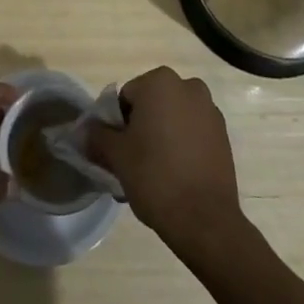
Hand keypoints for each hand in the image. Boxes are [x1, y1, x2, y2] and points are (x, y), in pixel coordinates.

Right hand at [87, 67, 242, 254]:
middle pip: (151, 105)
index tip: (118, 151)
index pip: (126, 97)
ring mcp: (210, 111)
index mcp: (160, 82)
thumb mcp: (116, 156)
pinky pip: (192, 133)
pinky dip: (182, 146)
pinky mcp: (224, 136)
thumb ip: (96, 136)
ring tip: (155, 173)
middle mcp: (188, 87)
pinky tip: (176, 175)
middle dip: (140, 128)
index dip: (117, 124)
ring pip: (173, 119)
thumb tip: (80, 131)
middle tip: (133, 162)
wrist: (205, 220)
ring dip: (161, 136)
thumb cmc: (155, 177)